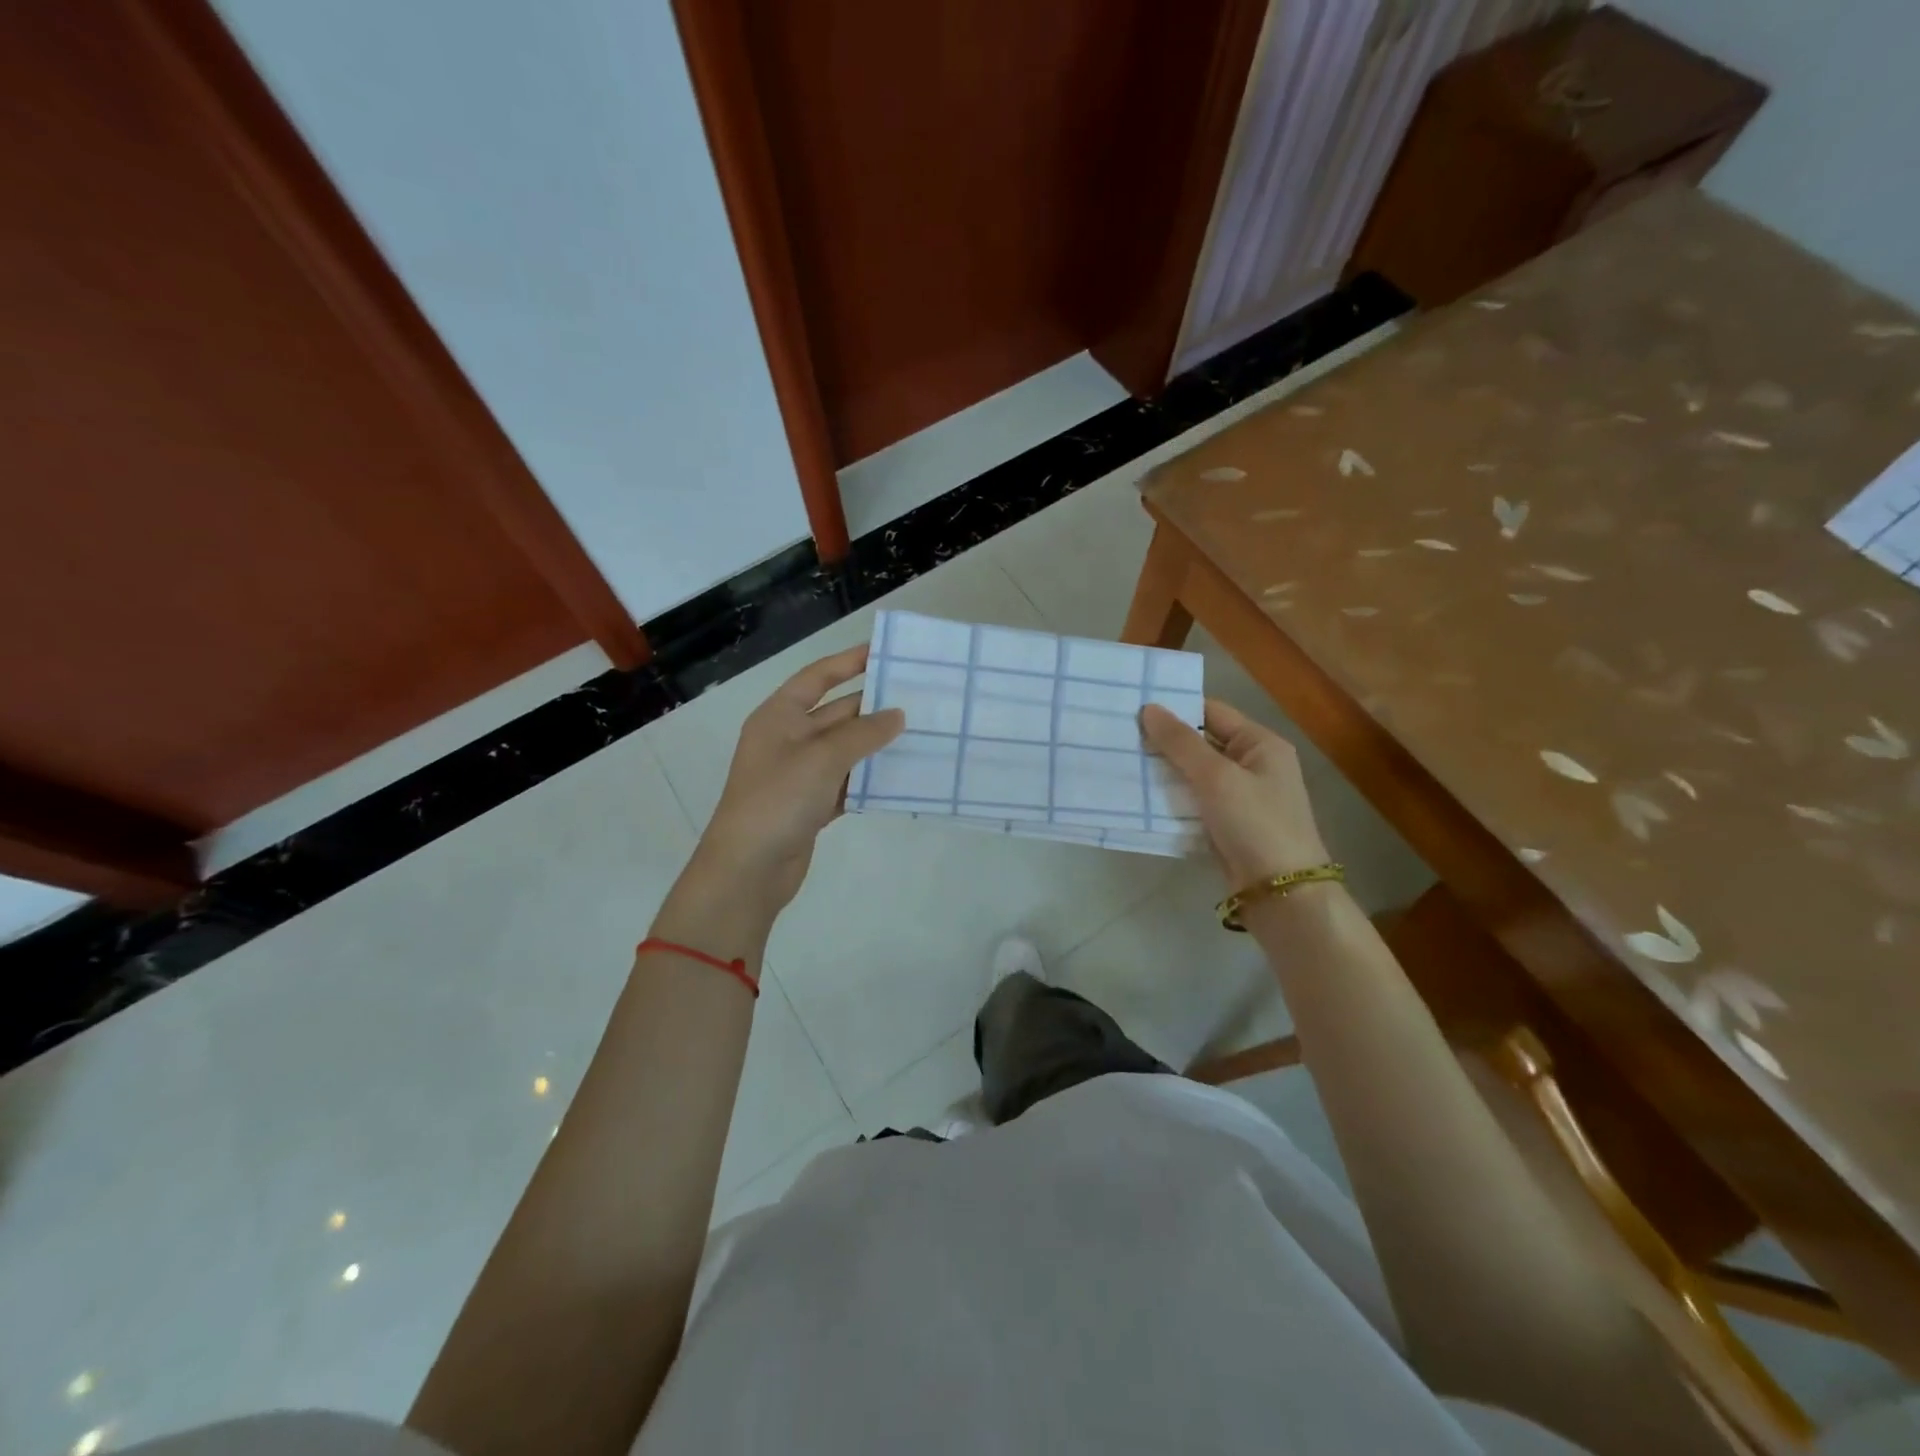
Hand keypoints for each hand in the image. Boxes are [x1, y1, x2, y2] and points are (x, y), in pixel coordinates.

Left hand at [693, 645, 904, 914]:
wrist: (748, 869)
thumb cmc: (778, 800)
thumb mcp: (822, 758)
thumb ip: (863, 734)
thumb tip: (897, 715)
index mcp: (779, 716)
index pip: (817, 677)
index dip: (849, 662)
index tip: (884, 652)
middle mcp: (788, 739)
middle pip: (836, 713)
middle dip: (873, 707)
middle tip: (918, 699)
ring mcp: (799, 774)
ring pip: (845, 750)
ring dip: (876, 745)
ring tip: (919, 735)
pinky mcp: (810, 805)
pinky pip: (846, 782)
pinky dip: (868, 779)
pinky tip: (899, 777)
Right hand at [1140, 698, 1329, 889]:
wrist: (1281, 893)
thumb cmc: (1255, 824)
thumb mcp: (1217, 777)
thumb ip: (1180, 743)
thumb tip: (1148, 709)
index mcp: (1260, 744)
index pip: (1212, 711)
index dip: (1175, 708)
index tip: (1132, 708)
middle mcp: (1252, 765)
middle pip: (1201, 742)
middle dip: (1163, 741)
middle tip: (1118, 735)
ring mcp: (1240, 797)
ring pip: (1193, 774)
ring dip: (1163, 771)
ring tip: (1121, 762)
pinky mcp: (1226, 825)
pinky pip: (1193, 802)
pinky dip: (1170, 798)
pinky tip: (1139, 796)